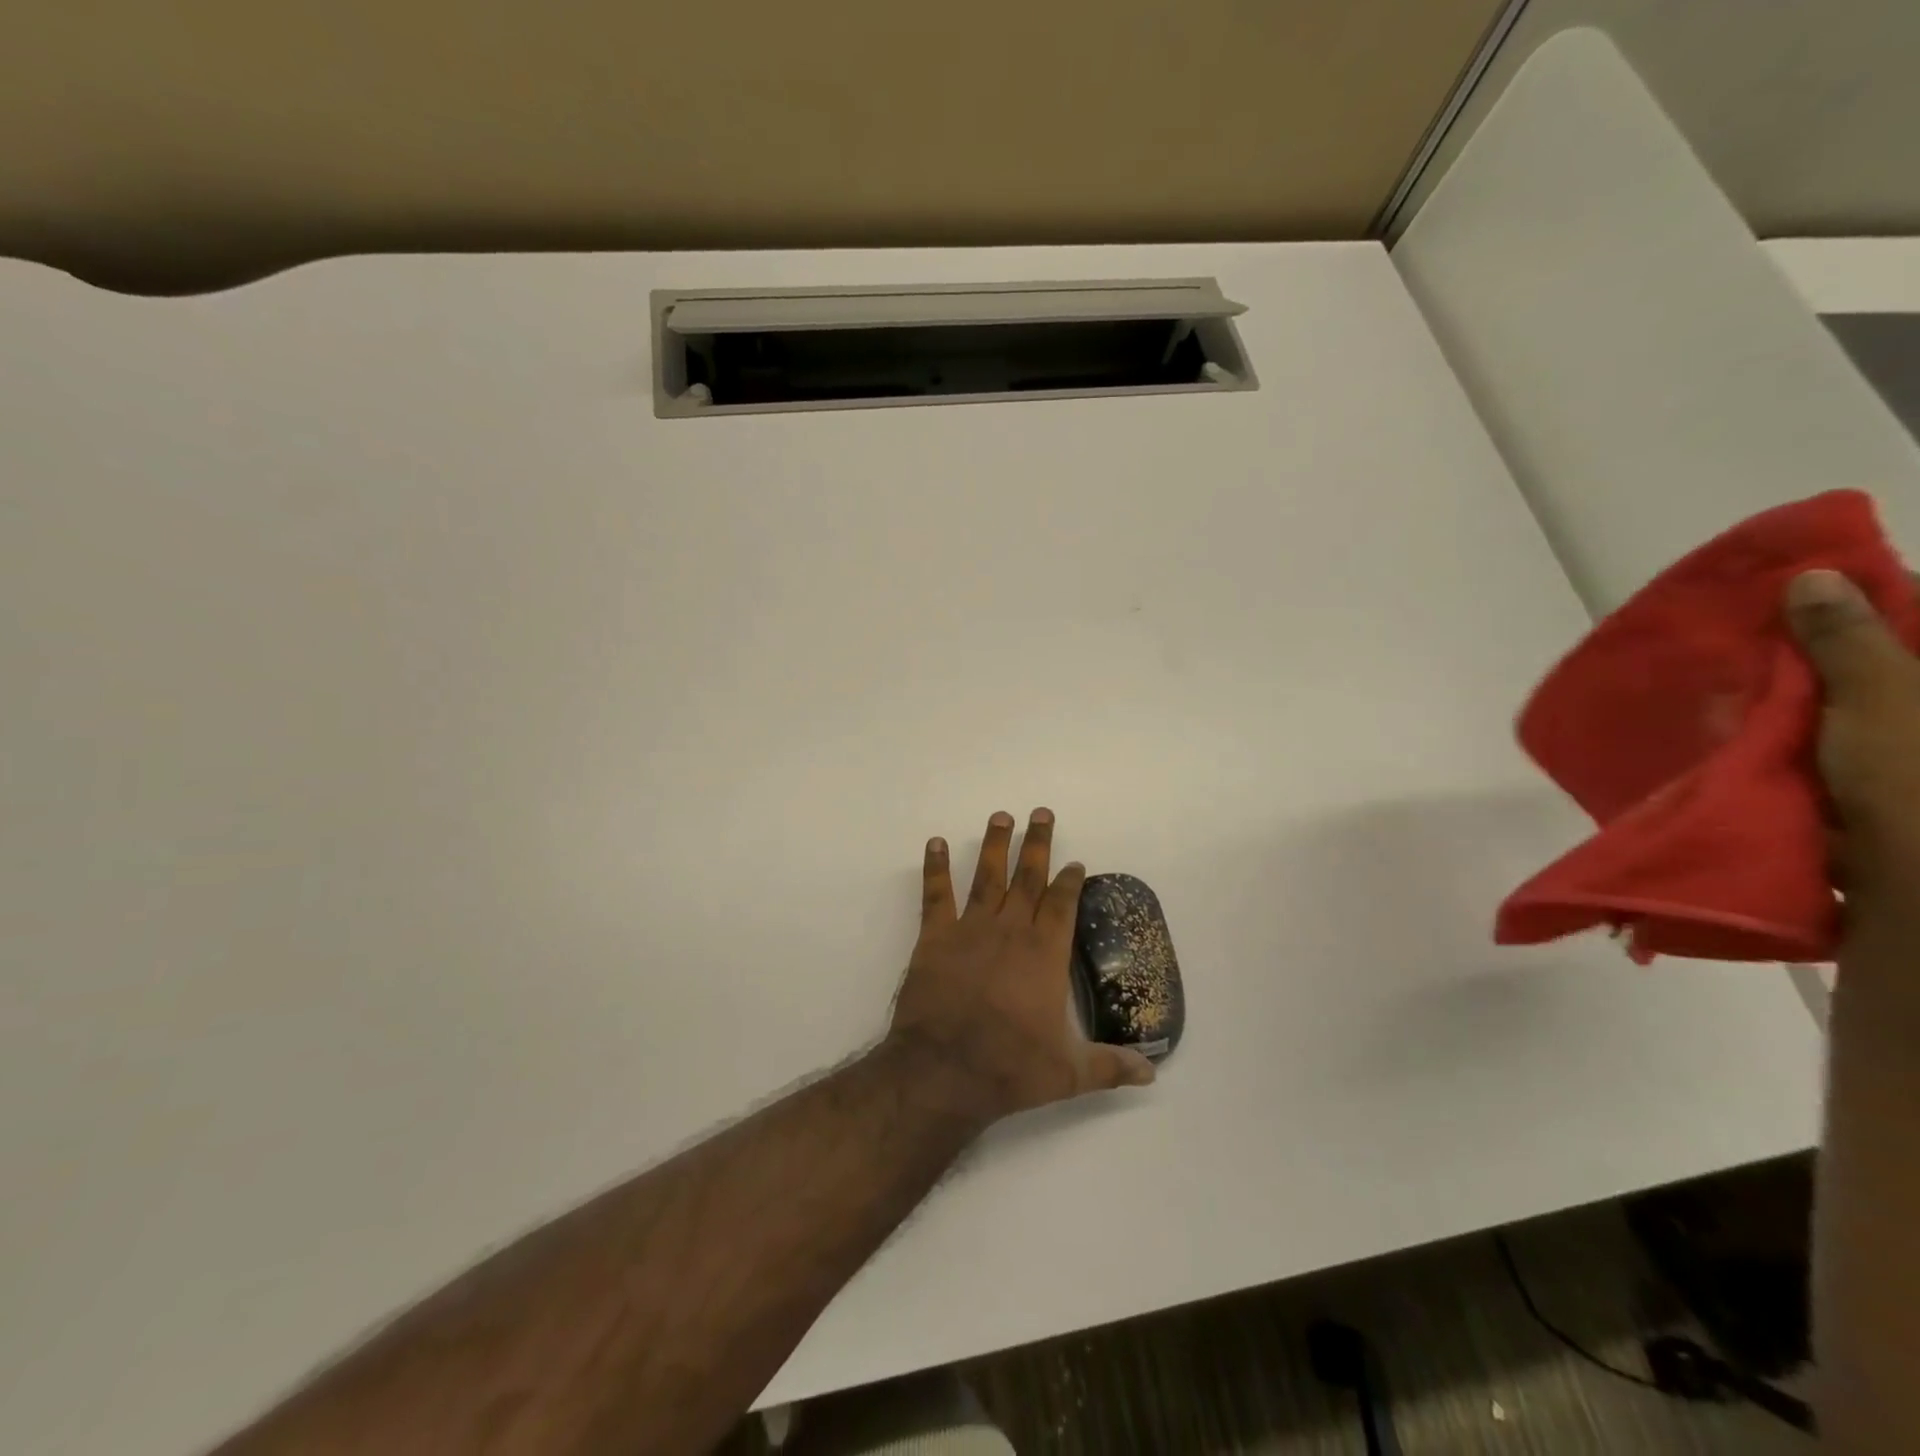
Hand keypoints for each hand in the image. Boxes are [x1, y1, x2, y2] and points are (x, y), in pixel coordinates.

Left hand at [886, 808, 1155, 1125]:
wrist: (945, 1070)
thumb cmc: (1011, 1067)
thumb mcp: (1069, 1073)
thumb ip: (1110, 1066)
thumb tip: (1152, 1075)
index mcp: (1045, 953)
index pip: (1062, 904)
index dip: (1070, 880)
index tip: (1074, 862)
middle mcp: (1011, 930)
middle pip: (1028, 877)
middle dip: (1037, 844)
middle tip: (1041, 812)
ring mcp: (971, 929)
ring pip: (988, 876)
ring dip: (995, 845)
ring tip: (1001, 816)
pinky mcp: (935, 937)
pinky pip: (936, 894)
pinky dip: (935, 867)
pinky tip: (936, 843)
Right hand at [1786, 570, 1919, 914]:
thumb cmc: (1919, 782)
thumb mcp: (1882, 698)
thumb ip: (1846, 639)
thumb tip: (1813, 576)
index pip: (1918, 615)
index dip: (1859, 600)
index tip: (1792, 596)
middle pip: (1885, 665)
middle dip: (1821, 655)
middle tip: (1756, 643)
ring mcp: (1908, 761)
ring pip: (1856, 712)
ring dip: (1804, 704)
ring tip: (1742, 692)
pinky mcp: (1884, 799)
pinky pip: (1838, 753)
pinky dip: (1800, 744)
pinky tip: (1756, 741)